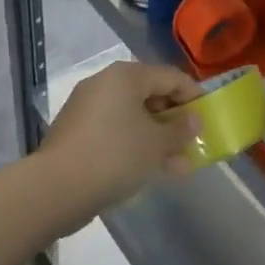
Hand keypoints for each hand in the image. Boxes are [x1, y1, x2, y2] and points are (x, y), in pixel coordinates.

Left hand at [38, 62, 201, 230]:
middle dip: (174, 122)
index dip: (193, 95)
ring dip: (157, 139)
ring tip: (178, 167)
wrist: (55, 188)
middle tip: (193, 145)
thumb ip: (180, 130)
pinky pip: (115, 132)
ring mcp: (88, 108)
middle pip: (150, 96)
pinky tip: (149, 171)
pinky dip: (135, 146)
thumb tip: (194, 119)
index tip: (208, 117)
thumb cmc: (114, 155)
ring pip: (133, 118)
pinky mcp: (77, 133)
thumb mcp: (156, 144)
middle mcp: (105, 83)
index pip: (170, 76)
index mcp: (126, 75)